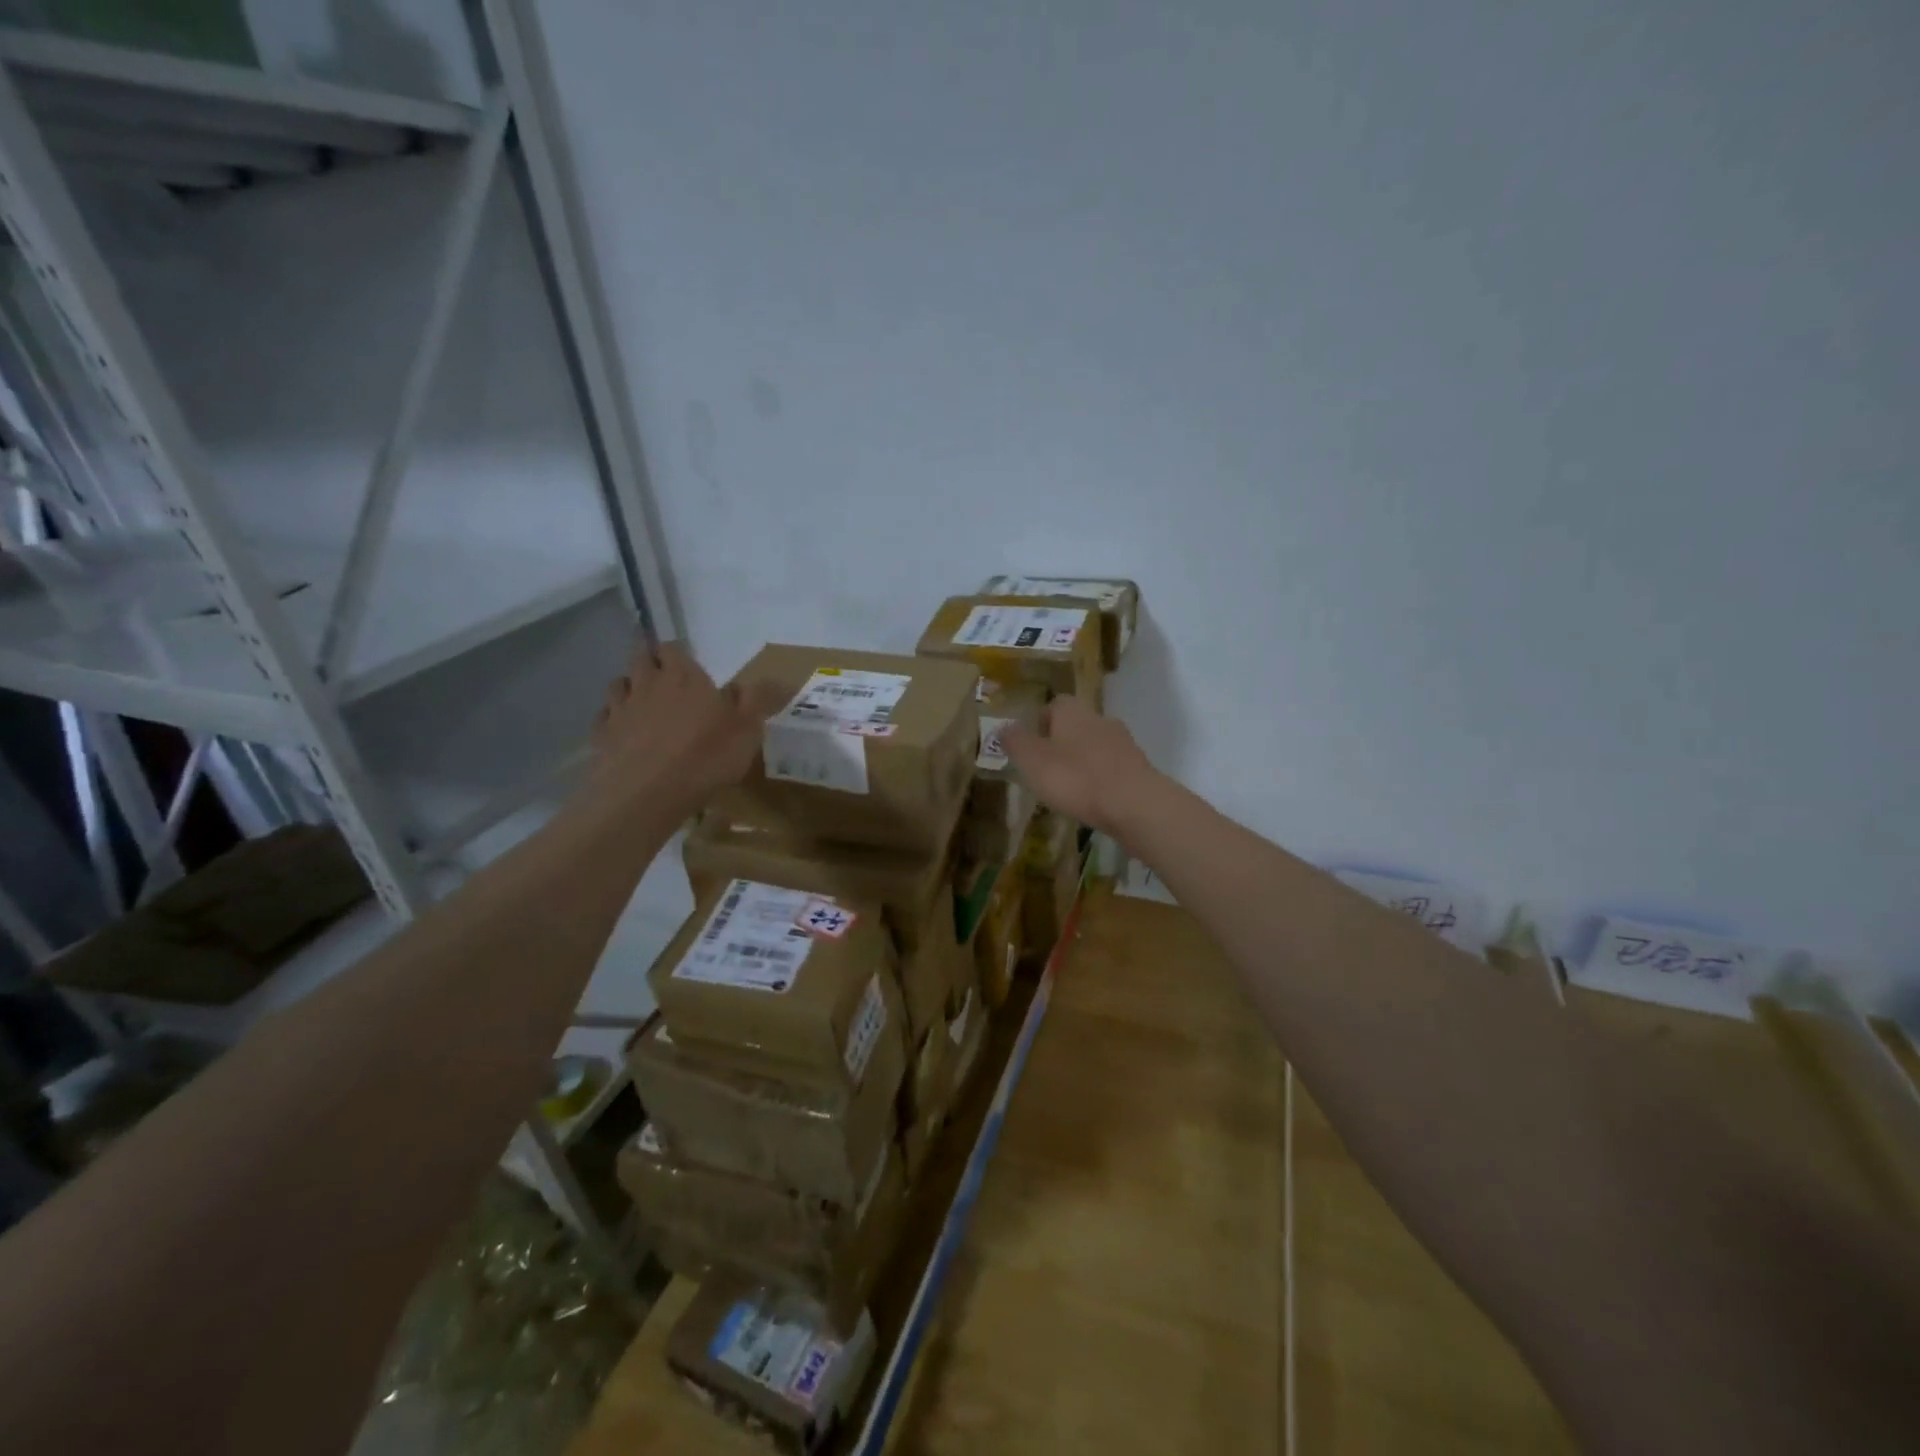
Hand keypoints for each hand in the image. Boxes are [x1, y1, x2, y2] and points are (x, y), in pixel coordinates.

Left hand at [591, 638, 784, 814]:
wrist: (646, 795)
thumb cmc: (705, 757)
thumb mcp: (748, 729)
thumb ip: (758, 700)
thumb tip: (774, 678)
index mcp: (683, 676)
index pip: (673, 648)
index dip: (678, 653)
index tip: (686, 663)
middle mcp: (647, 683)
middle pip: (640, 658)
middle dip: (650, 662)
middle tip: (664, 677)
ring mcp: (619, 709)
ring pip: (618, 685)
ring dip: (629, 687)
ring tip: (642, 703)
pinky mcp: (601, 736)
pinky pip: (605, 717)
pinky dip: (613, 719)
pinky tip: (624, 732)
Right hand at [1002, 694, 1159, 835]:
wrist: (1135, 804)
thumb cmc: (1076, 778)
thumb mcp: (1033, 760)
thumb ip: (1016, 742)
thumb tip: (1003, 727)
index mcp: (1073, 711)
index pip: (1054, 704)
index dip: (1040, 722)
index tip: (1031, 745)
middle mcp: (1100, 719)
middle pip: (1076, 724)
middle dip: (1061, 742)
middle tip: (1045, 768)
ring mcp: (1124, 743)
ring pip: (1095, 746)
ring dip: (1082, 761)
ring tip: (1068, 788)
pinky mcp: (1138, 768)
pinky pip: (1112, 768)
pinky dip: (1100, 779)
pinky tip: (1092, 799)